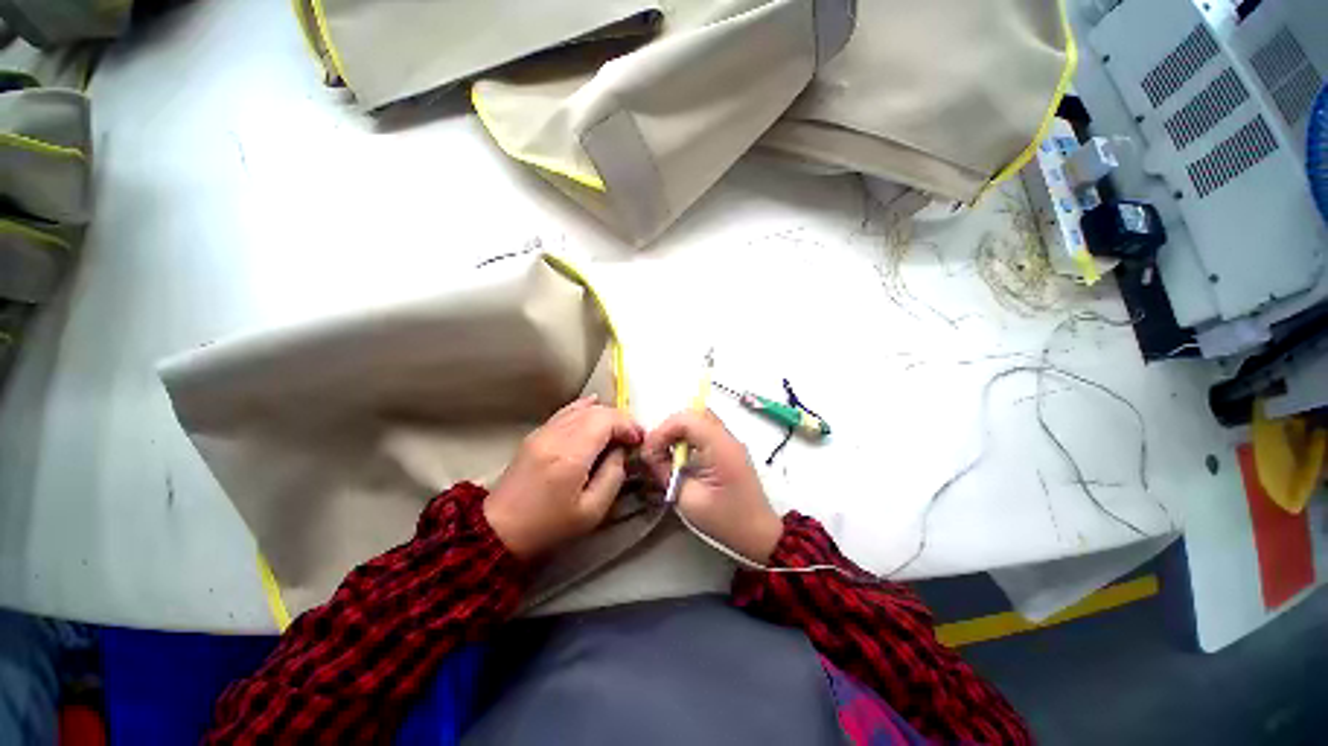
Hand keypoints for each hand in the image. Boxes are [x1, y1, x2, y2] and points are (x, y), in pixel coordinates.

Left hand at [484, 397, 644, 557]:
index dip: (627, 426)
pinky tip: (595, 405)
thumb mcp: (592, 512)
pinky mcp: (536, 434)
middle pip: (596, 411)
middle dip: (619, 419)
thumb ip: (613, 476)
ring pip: (581, 408)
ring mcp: (543, 432)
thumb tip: (620, 451)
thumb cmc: (549, 526)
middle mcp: (556, 436)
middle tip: (631, 437)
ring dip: (604, 415)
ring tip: (617, 430)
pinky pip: (565, 411)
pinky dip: (584, 407)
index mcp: (570, 456)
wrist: (499, 531)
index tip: (639, 440)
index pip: (606, 421)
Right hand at [642, 410, 782, 563]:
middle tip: (656, 451)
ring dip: (679, 432)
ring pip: (699, 420)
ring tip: (666, 454)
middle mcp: (727, 437)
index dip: (662, 431)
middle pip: (693, 414)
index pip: (686, 420)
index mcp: (720, 447)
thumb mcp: (688, 500)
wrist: (760, 534)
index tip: (649, 452)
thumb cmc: (725, 520)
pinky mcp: (729, 449)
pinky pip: (705, 432)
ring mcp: (730, 442)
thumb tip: (651, 456)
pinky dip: (688, 438)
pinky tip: (681, 458)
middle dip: (669, 429)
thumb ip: (666, 472)